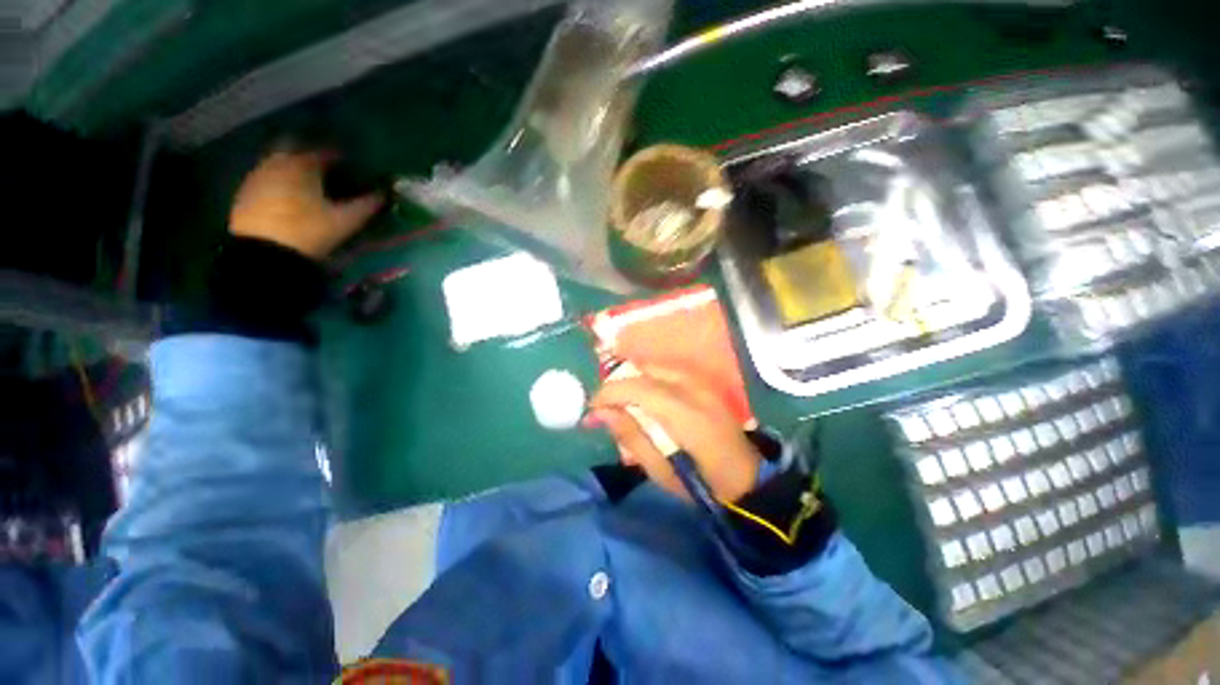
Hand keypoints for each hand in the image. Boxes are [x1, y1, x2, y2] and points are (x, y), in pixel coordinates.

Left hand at [230, 150, 383, 260]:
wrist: (264, 252)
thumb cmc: (309, 230)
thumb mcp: (345, 220)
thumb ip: (366, 205)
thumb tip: (383, 195)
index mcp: (303, 165)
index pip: (325, 153)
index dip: (340, 158)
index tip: (350, 164)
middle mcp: (277, 162)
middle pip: (295, 149)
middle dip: (310, 156)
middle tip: (325, 169)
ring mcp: (257, 176)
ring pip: (278, 162)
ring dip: (293, 167)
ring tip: (307, 183)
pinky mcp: (245, 192)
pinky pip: (266, 177)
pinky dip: (279, 180)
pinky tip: (287, 195)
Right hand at [589, 365, 760, 501]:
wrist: (746, 477)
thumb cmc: (701, 482)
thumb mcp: (659, 469)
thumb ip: (629, 435)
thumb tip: (599, 412)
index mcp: (683, 413)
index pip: (637, 388)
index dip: (609, 393)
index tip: (591, 408)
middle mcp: (693, 388)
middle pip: (645, 371)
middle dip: (618, 385)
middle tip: (604, 406)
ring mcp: (701, 382)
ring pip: (655, 366)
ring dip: (632, 380)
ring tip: (620, 402)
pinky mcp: (704, 382)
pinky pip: (667, 370)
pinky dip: (648, 378)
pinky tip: (642, 395)